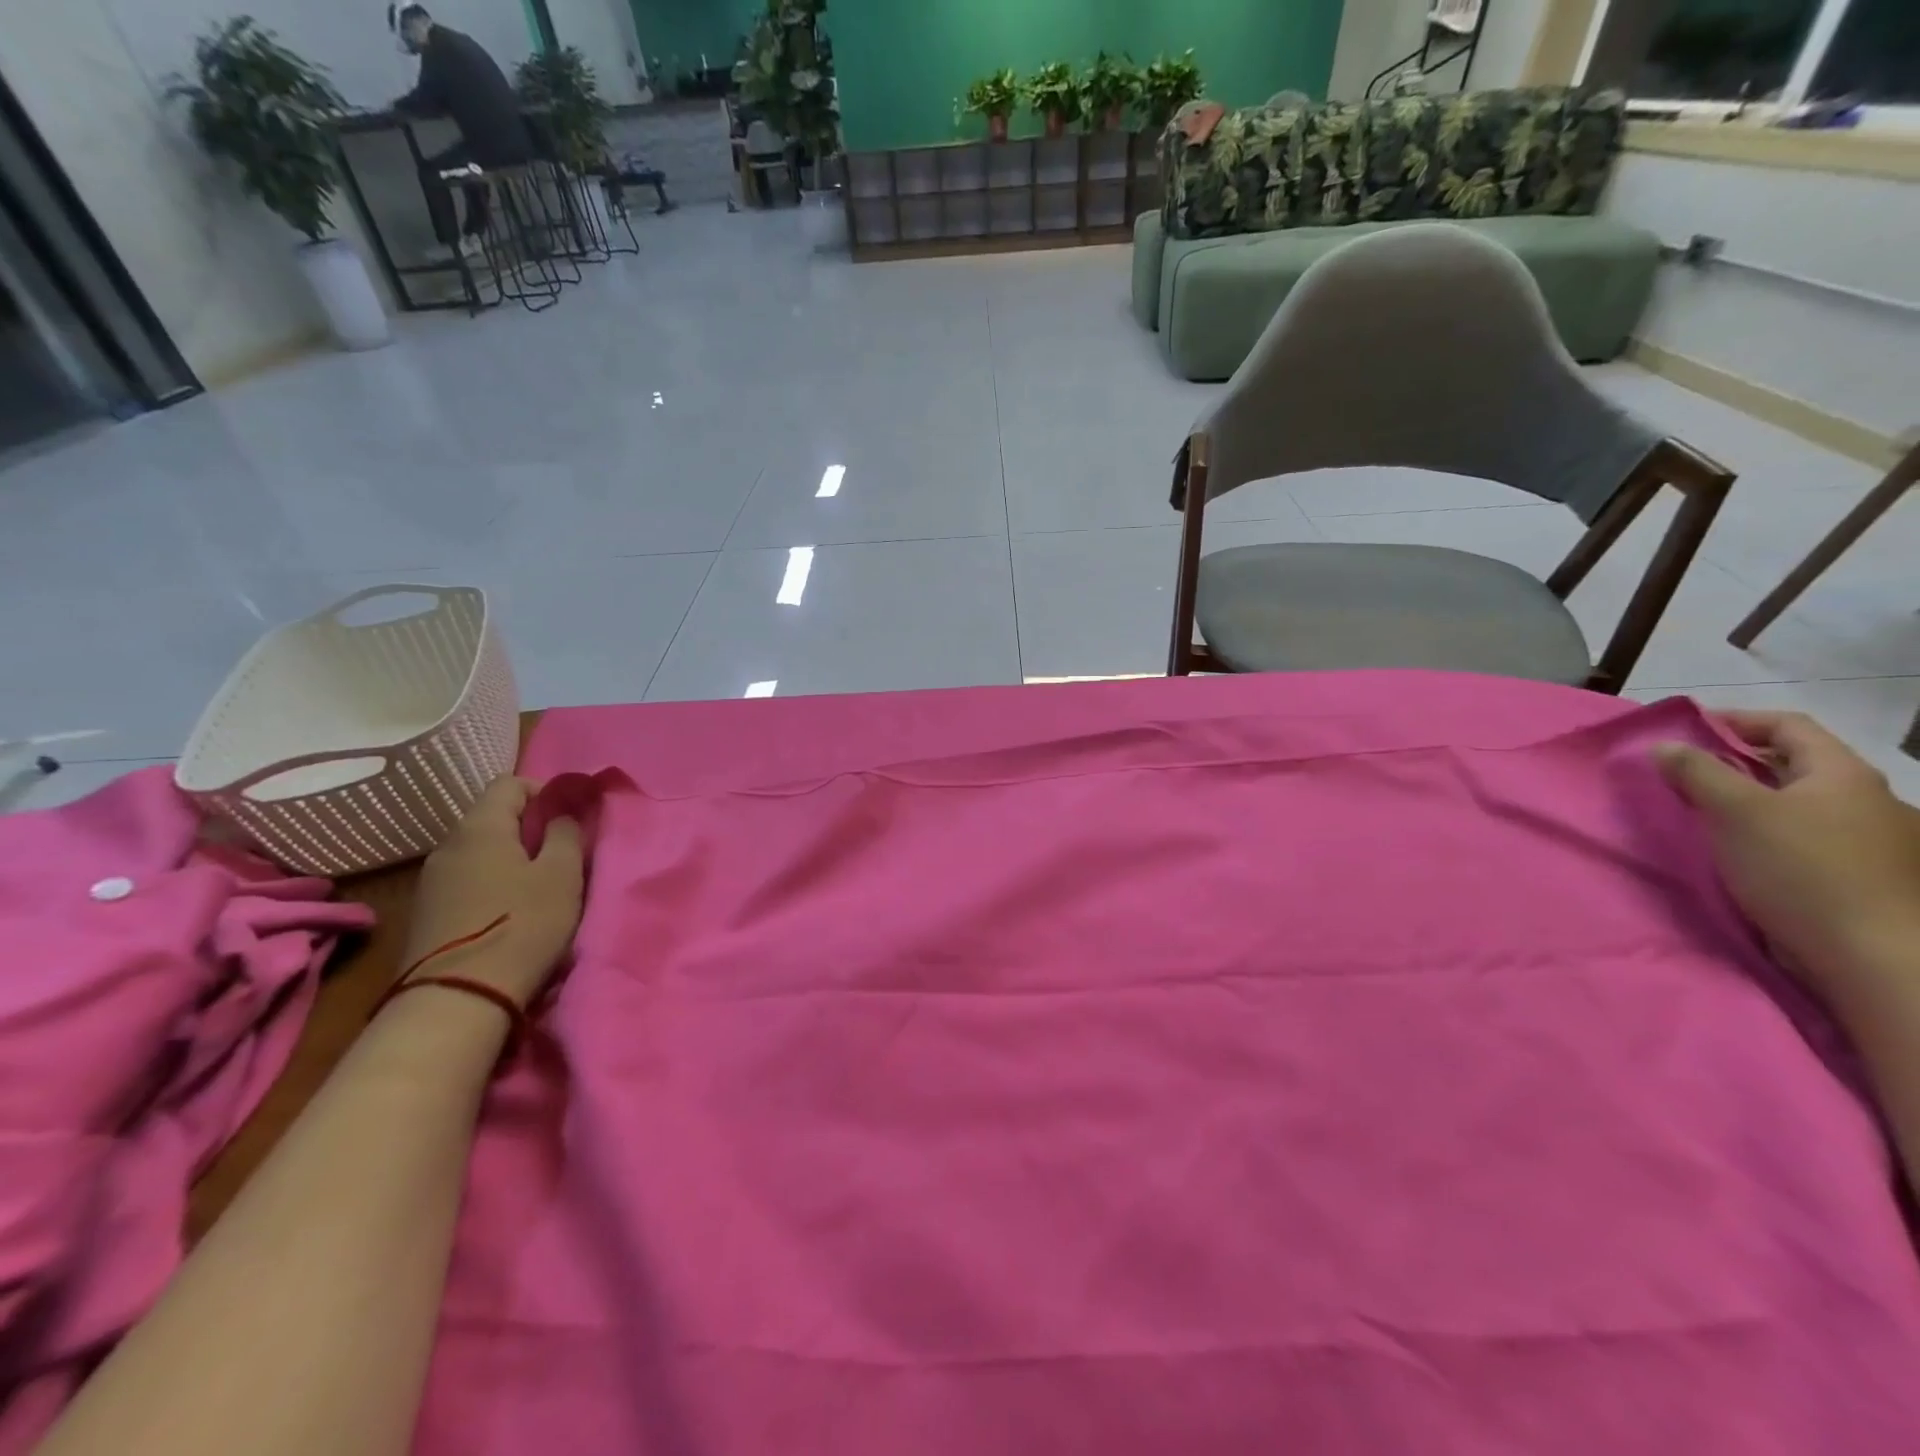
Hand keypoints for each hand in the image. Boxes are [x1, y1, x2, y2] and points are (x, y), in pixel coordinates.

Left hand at [399, 777, 583, 1007]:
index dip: (546, 792)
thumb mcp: (562, 875)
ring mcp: (433, 881)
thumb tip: (564, 811)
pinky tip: (512, 914)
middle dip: (532, 829)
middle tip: (563, 858)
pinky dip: (494, 884)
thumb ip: (567, 833)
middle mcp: (448, 845)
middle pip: (494, 817)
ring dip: (514, 860)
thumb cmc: (522, 926)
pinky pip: (469, 880)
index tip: (571, 820)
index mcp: (480, 827)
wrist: (457, 1000)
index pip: (510, 783)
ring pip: (482, 851)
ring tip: (541, 890)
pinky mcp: (428, 913)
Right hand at [1655, 711, 1919, 1005]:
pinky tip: (1739, 848)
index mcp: (1843, 774)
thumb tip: (1666, 745)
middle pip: (1794, 764)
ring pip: (1797, 801)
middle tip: (1684, 771)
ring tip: (1703, 811)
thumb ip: (1698, 773)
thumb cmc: (1801, 869)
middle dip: (1736, 762)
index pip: (1788, 726)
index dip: (1736, 720)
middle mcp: (1864, 798)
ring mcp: (1868, 838)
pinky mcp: (1856, 873)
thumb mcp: (1736, 812)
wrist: (1870, 954)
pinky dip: (1765, 830)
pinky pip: (1803, 834)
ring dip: (1748, 798)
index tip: (1685, 728)